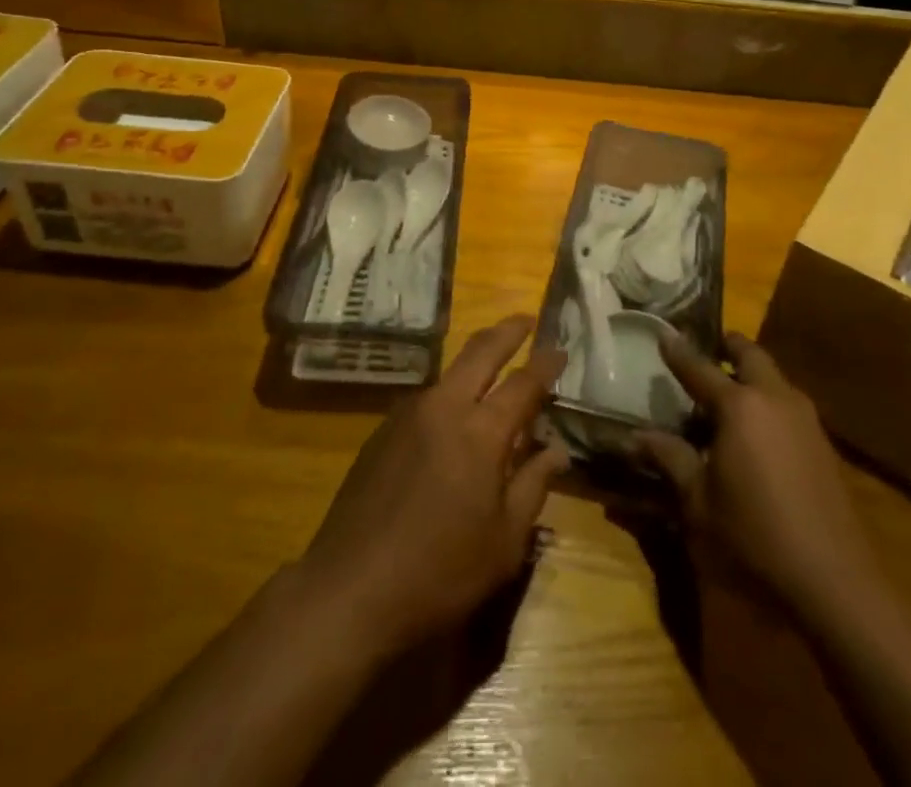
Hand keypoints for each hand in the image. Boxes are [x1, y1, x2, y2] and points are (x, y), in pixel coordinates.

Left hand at [295, 315, 568, 658]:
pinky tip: (453, 418)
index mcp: (481, 432)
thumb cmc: (440, 573)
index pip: (524, 382)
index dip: (546, 363)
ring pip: (450, 371)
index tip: (561, 349)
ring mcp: (408, 414)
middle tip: (526, 321)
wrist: (349, 589)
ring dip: (475, 361)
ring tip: (494, 369)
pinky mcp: (382, 430)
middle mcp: (445, 407)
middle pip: (481, 351)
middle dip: (508, 331)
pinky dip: (450, 393)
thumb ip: (533, 487)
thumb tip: (556, 450)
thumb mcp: (504, 543)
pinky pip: (427, 398)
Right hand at [638, 331, 875, 617]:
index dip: (678, 351)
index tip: (663, 333)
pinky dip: (768, 400)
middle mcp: (774, 398)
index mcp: (739, 406)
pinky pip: (788, 404)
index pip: (699, 367)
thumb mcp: (699, 502)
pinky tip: (757, 430)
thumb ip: (670, 459)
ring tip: (728, 391)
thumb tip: (636, 436)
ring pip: (774, 377)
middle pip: (750, 355)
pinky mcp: (823, 443)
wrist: (834, 582)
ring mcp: (805, 418)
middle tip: (708, 349)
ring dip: (751, 374)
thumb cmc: (754, 537)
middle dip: (728, 347)